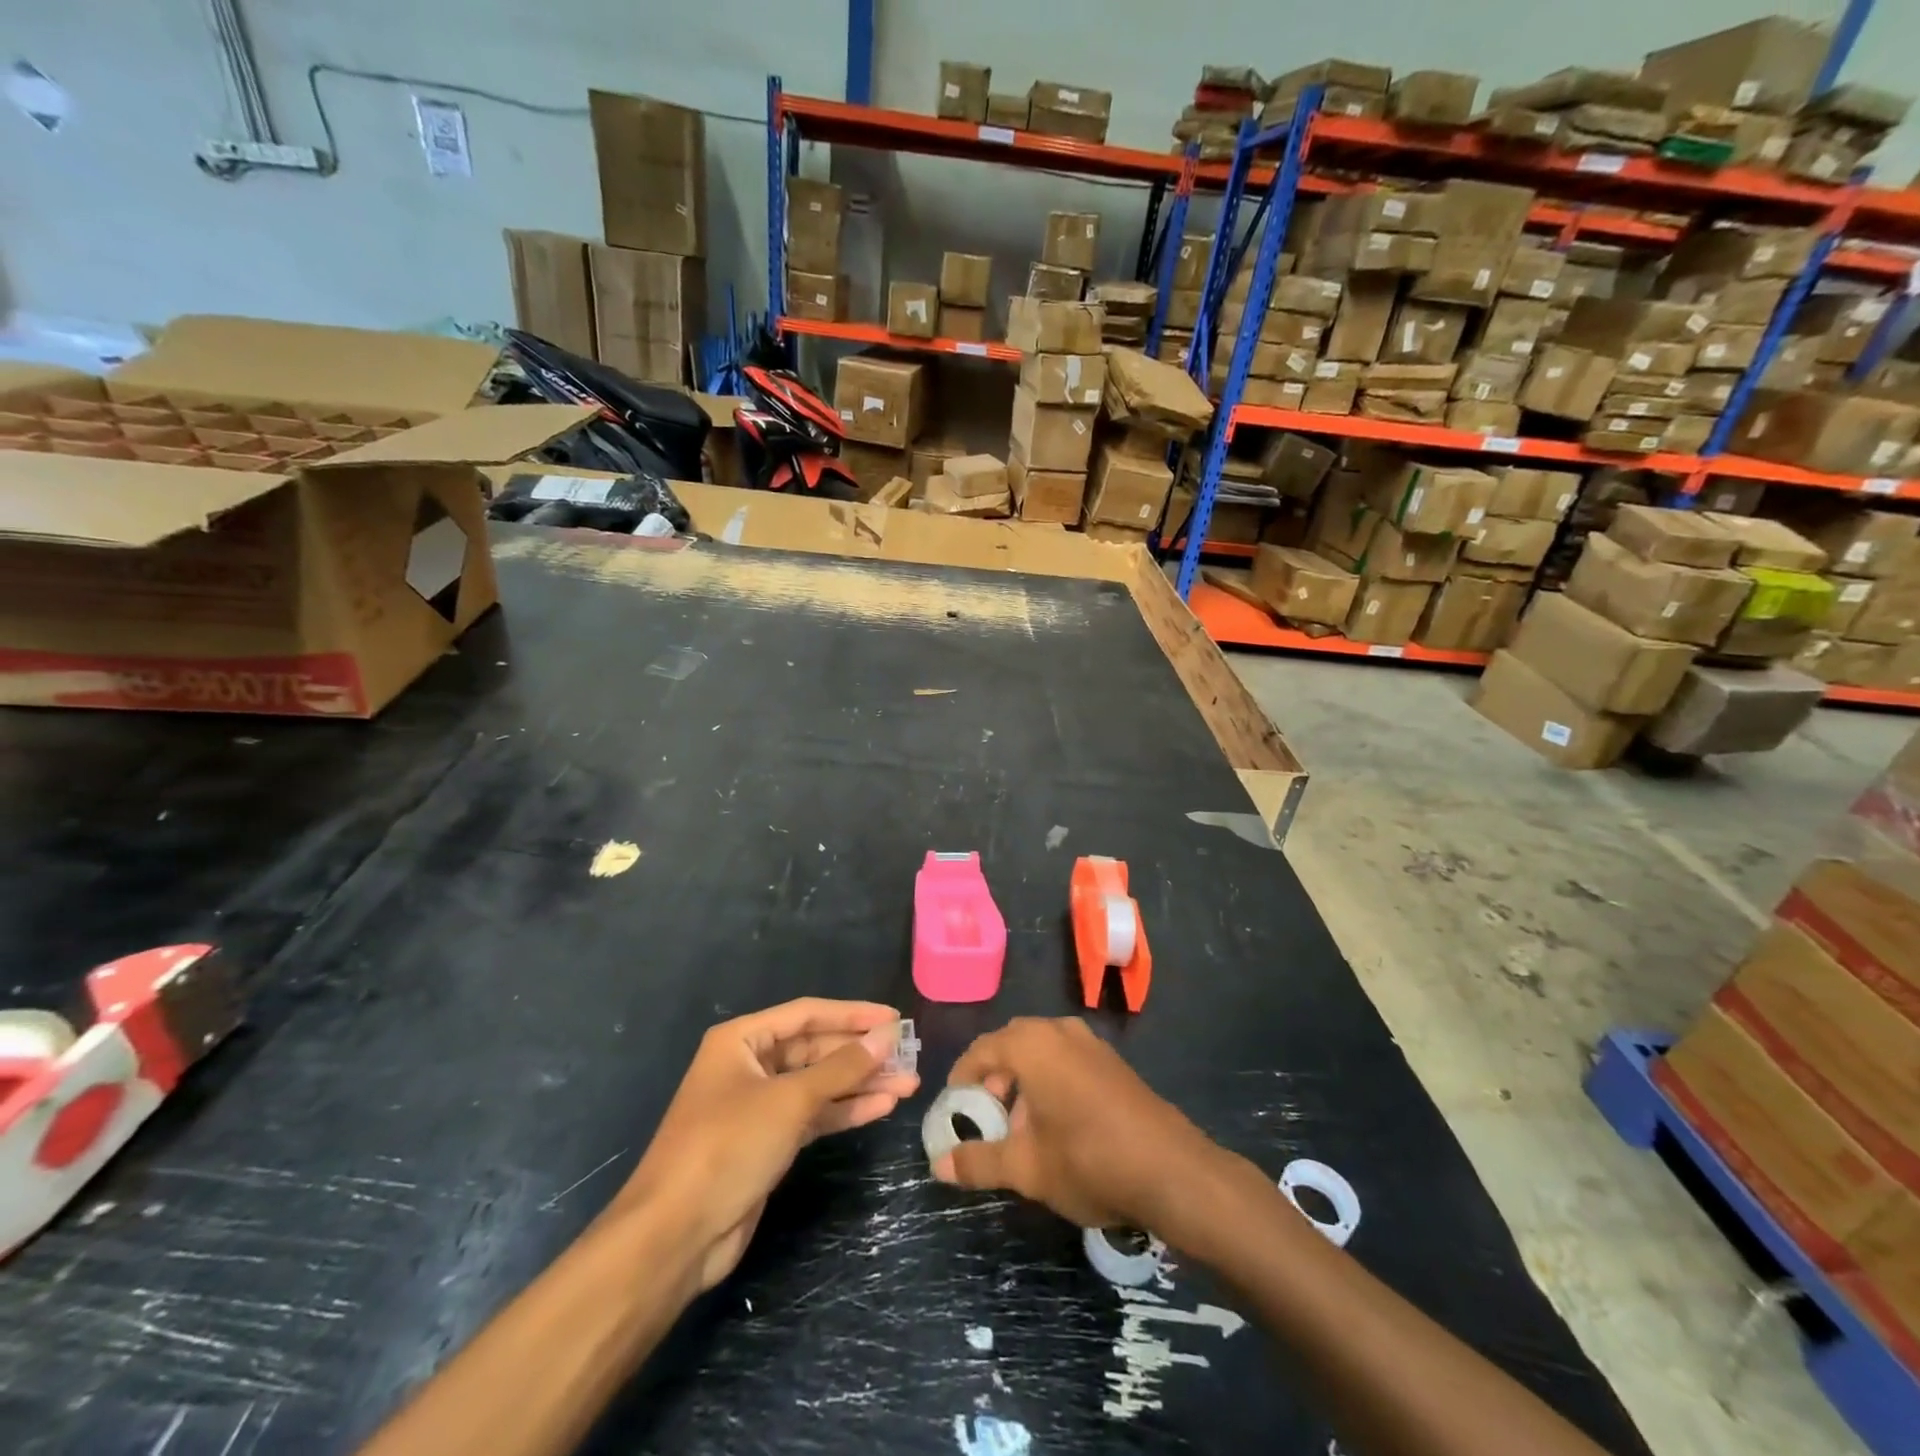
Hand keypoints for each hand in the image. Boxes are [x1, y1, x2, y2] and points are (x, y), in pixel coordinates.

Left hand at [616, 998, 917, 1290]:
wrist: (674, 1235)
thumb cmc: (727, 1147)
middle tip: (908, 1056)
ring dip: (860, 1084)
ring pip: (819, 1084)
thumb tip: (887, 1035)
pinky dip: (845, 1111)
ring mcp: (759, 1105)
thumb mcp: (789, 1100)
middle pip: (816, 1049)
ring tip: (908, 1084)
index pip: (808, 1014)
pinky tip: (881, 1108)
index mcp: (742, 1040)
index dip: (853, 1015)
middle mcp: (750, 1065)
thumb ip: (841, 1067)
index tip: (894, 1018)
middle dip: (861, 1054)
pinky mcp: (768, 1141)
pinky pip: (814, 1115)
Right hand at [931, 1016, 1224, 1234]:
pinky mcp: (1113, 1062)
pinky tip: (1056, 1123)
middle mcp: (1060, 1031)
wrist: (1172, 1171)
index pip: (982, 1049)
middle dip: (993, 1077)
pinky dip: (1050, 1080)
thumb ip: (979, 1162)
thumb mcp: (1026, 1168)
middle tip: (985, 1115)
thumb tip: (939, 1166)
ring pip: (1041, 1050)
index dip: (962, 1077)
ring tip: (1019, 1126)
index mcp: (1033, 1045)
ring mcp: (1091, 1043)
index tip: (954, 1107)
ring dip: (1022, 1079)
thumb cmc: (1089, 1161)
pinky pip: (1067, 1058)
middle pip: (1012, 1043)